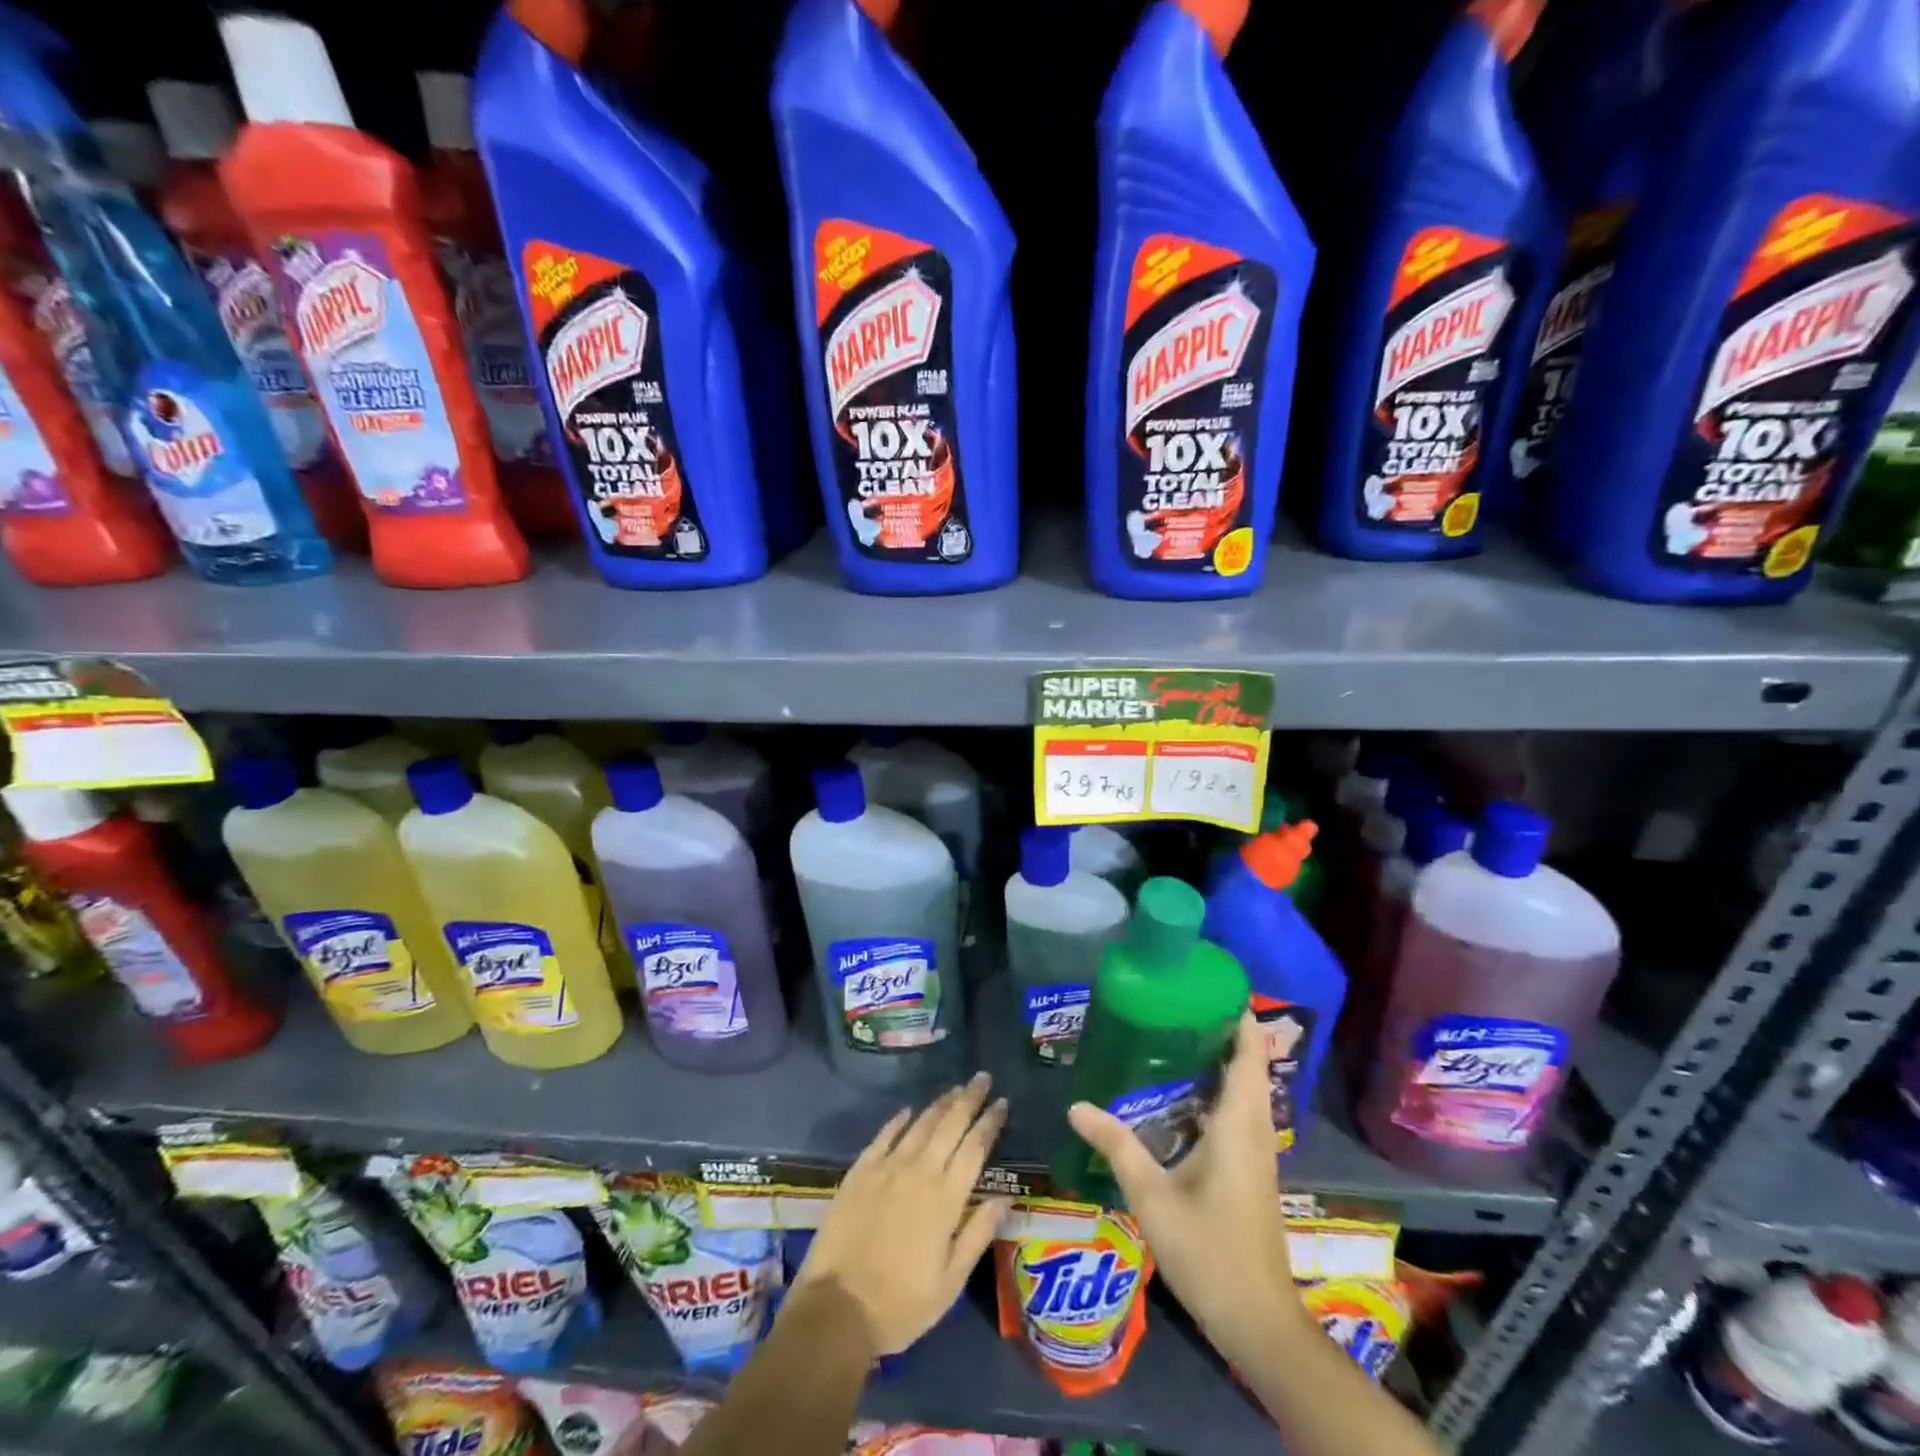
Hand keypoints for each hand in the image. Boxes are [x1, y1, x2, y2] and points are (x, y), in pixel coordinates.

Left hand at [791, 1071, 1012, 1356]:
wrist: (836, 1309)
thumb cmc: (901, 1304)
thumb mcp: (950, 1282)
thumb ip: (978, 1234)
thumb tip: (1005, 1198)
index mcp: (946, 1199)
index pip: (975, 1148)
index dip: (990, 1122)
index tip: (1002, 1102)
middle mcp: (919, 1172)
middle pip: (950, 1124)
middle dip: (969, 1098)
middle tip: (982, 1078)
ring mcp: (887, 1167)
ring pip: (920, 1123)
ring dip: (940, 1103)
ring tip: (955, 1088)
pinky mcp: (860, 1171)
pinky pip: (884, 1135)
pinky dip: (899, 1120)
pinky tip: (908, 1110)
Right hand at [1067, 1012, 1306, 1355]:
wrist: (1258, 1319)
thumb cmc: (1209, 1251)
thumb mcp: (1153, 1196)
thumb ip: (1116, 1146)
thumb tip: (1076, 1105)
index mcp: (1239, 1124)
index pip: (1249, 1054)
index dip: (1238, 1017)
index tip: (1207, 983)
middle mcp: (1254, 1128)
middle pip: (1247, 1065)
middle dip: (1219, 1030)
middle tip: (1173, 1002)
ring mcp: (1256, 1150)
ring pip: (1244, 1088)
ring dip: (1219, 1059)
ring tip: (1171, 1034)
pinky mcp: (1251, 1168)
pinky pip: (1238, 1110)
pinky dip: (1217, 1088)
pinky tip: (1180, 1092)